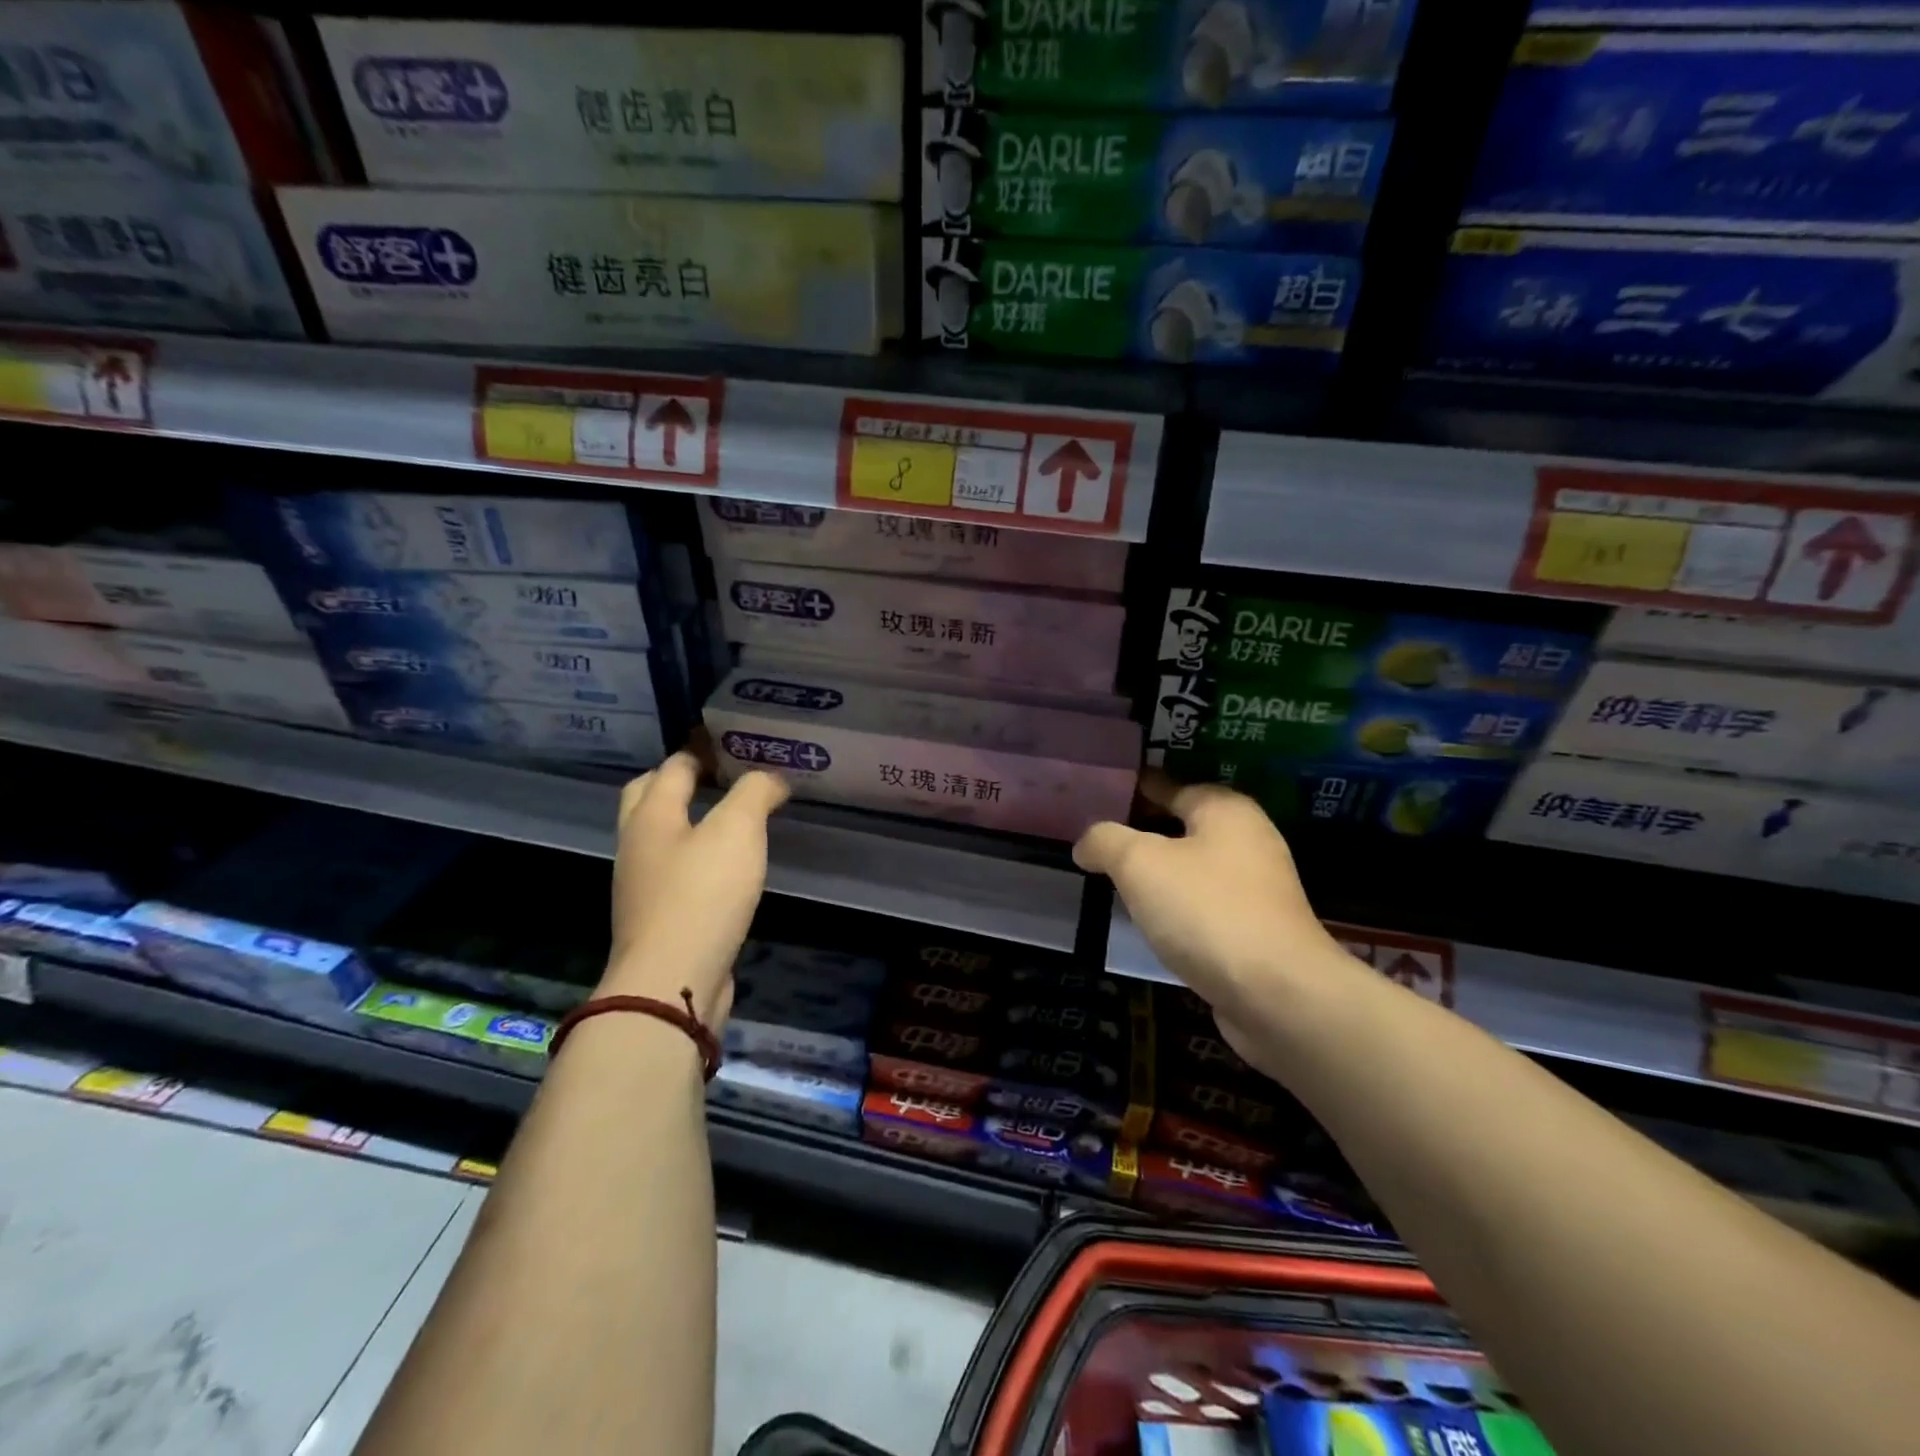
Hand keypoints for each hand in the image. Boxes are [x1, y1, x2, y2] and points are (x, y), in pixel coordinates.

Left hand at [600, 753, 790, 1031]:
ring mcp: (643, 886)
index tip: (735, 746)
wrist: (672, 981)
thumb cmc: (702, 895)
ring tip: (733, 820)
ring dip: (690, 823)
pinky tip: (728, 870)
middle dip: (679, 781)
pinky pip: (677, 874)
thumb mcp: (738, 830)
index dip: (702, 751)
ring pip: (663, 839)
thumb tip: (771, 779)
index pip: (673, 767)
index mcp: (651, 816)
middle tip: (722, 776)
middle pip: (650, 799)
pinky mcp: (660, 919)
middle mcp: (638, 846)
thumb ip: (755, 793)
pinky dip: (698, 860)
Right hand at [1074, 774, 1358, 1066]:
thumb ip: (1106, 841)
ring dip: (1160, 872)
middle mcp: (1249, 841)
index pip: (1171, 786)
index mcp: (1226, 810)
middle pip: (1184, 826)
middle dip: (1143, 831)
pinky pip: (1205, 904)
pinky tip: (1150, 920)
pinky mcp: (1257, 931)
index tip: (1101, 794)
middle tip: (1099, 840)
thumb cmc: (1206, 910)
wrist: (1277, 994)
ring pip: (1194, 868)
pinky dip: (1177, 905)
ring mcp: (1258, 889)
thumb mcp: (1139, 863)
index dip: (1134, 788)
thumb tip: (1086, 844)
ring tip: (1116, 879)